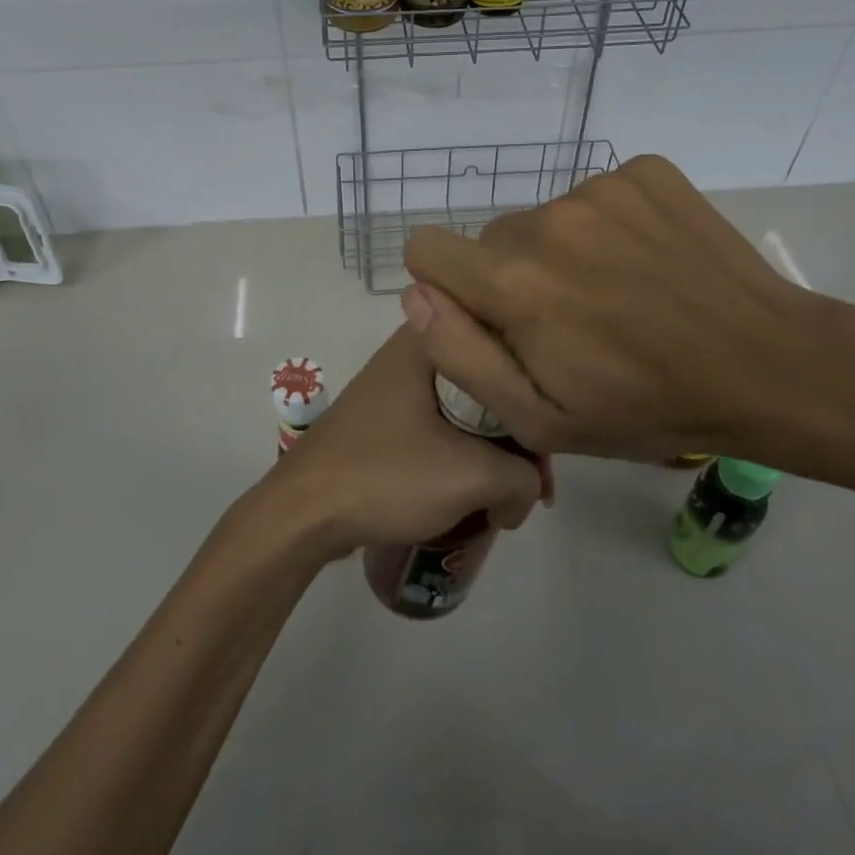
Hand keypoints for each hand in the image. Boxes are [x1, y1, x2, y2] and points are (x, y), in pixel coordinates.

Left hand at [267, 326, 543, 555]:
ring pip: (464, 411)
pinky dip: (460, 456)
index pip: (504, 351)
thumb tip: (527, 492)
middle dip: (515, 437)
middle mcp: (409, 353)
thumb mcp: (471, 476)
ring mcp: (392, 386)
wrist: (303, 512)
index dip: (536, 397)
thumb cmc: (387, 475)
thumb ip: (523, 477)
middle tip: (529, 487)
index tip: (550, 444)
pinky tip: (471, 495)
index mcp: (427, 341)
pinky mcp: (382, 419)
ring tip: (503, 500)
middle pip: (487, 385)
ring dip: (489, 452)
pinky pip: (438, 427)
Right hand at [400, 154, 828, 465]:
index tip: (489, 316)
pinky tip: (646, 263)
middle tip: (569, 321)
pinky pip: (594, 194)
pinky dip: (607, 226)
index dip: (446, 285)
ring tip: (616, 294)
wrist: (767, 364)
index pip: (426, 248)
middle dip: (512, 277)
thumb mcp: (540, 418)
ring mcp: (601, 188)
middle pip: (492, 239)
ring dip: (561, 253)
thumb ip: (461, 354)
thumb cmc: (646, 407)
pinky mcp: (645, 171)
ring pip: (544, 218)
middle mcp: (548, 220)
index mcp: (514, 282)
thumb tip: (416, 295)